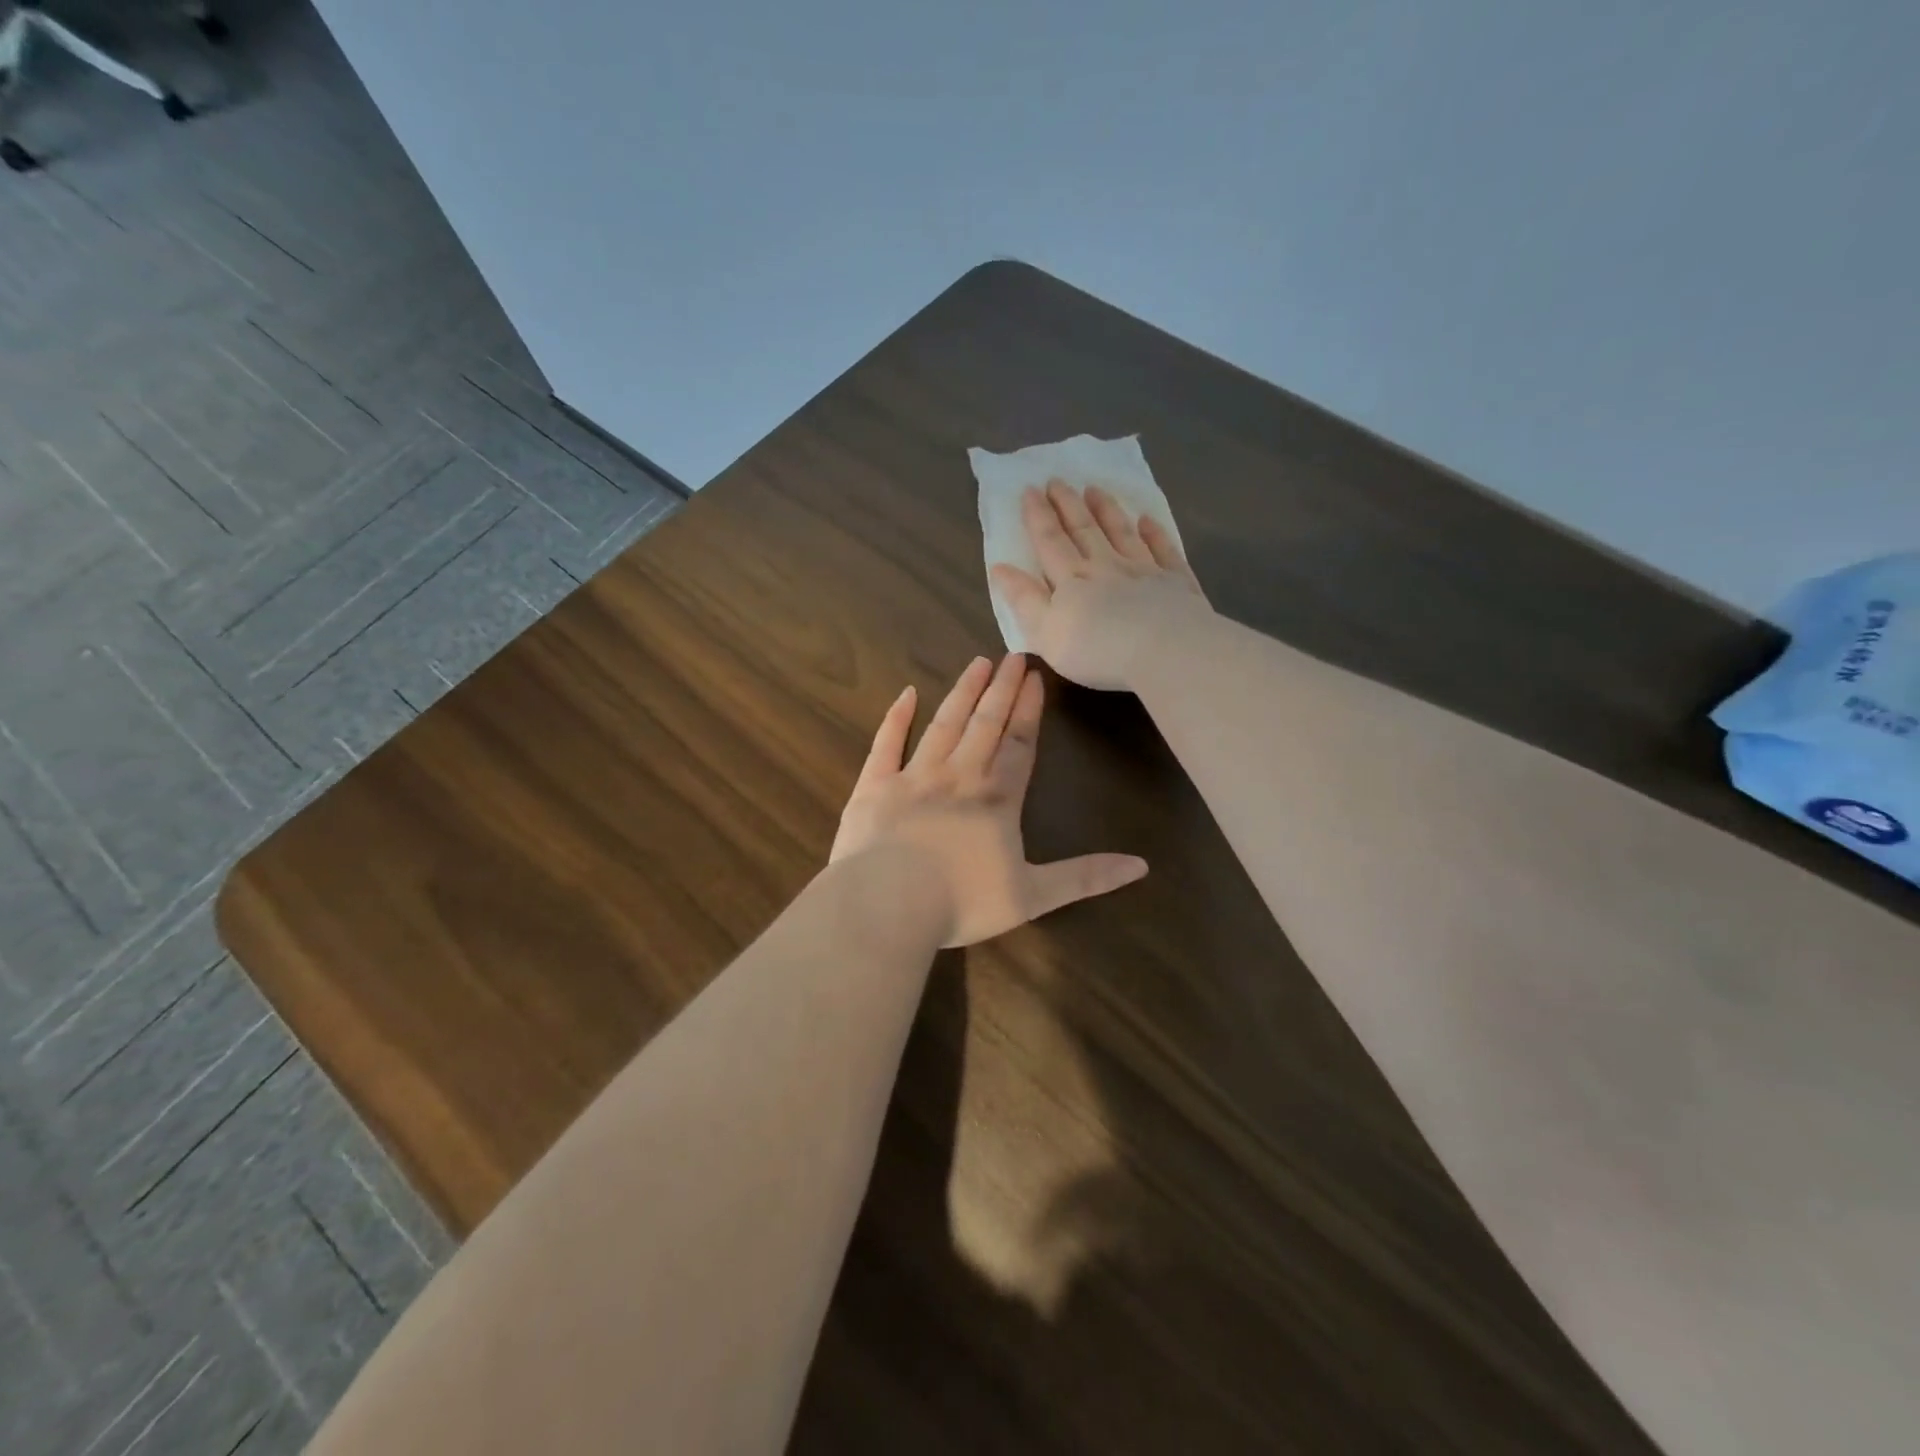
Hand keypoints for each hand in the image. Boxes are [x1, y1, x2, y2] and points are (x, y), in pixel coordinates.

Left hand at [830, 654, 1146, 945]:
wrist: (887, 905)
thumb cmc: (961, 902)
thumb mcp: (1033, 896)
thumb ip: (1085, 877)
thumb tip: (1141, 866)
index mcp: (996, 801)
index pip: (1019, 746)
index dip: (1029, 712)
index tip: (1035, 678)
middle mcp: (958, 777)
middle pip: (985, 725)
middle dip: (1001, 690)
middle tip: (1012, 655)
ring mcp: (913, 777)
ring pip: (944, 725)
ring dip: (963, 693)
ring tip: (977, 663)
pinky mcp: (874, 786)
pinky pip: (886, 744)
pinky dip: (896, 717)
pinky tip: (907, 693)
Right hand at [990, 481, 1212, 690]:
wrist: (1165, 651)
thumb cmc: (1098, 650)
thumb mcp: (1046, 633)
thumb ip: (1023, 599)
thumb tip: (999, 568)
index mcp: (1072, 580)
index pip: (1050, 542)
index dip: (1038, 516)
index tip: (1030, 489)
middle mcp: (1106, 566)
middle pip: (1084, 530)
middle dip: (1068, 504)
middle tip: (1057, 480)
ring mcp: (1144, 571)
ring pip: (1122, 532)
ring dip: (1106, 510)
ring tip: (1095, 489)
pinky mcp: (1176, 582)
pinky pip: (1163, 550)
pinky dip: (1154, 533)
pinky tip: (1148, 520)